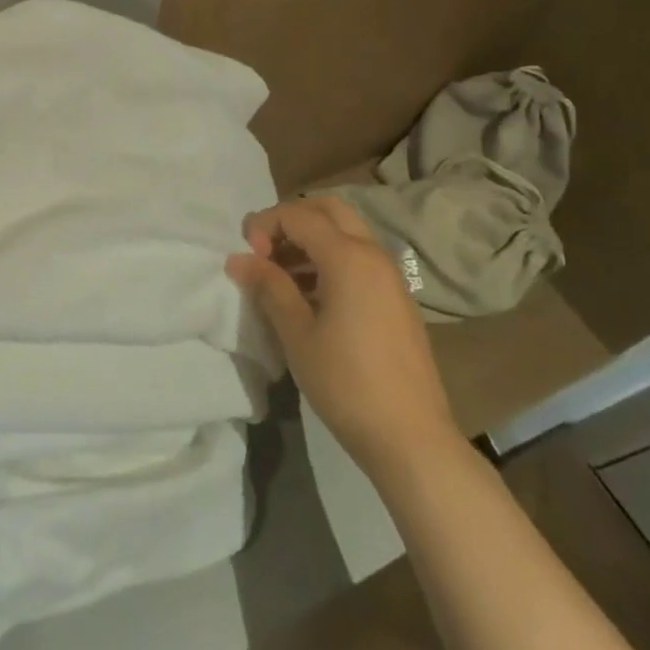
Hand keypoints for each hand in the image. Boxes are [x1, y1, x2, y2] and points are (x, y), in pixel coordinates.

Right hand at [228, 196, 457, 476]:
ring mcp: (389, 277)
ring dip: (310, 240)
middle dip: (291, 220)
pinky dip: (330, 260)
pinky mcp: (396, 299)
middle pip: (328, 210)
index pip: (298, 215)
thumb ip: (268, 287)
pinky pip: (359, 259)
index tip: (246, 256)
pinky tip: (310, 298)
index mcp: (348, 257)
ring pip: (345, 233)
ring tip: (281, 277)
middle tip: (265, 251)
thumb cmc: (346, 383)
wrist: (411, 438)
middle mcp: (373, 255)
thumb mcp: (297, 334)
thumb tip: (237, 259)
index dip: (264, 224)